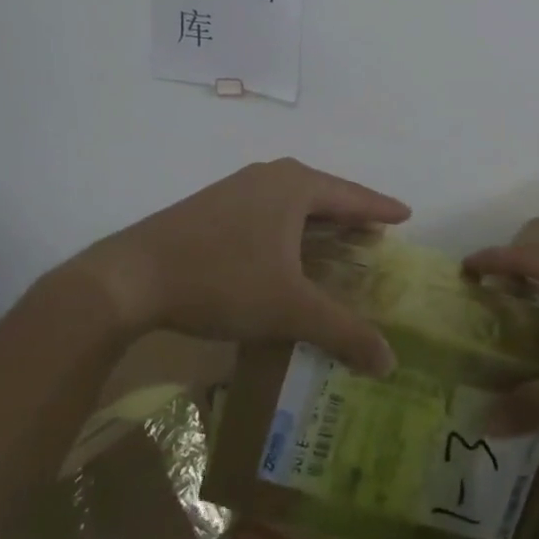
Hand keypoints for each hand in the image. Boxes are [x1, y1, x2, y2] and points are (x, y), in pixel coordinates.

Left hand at [84, 158, 408, 374]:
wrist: (132, 277)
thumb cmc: (223, 279)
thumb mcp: (289, 308)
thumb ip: (342, 331)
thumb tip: (390, 362)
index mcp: (295, 186)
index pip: (352, 195)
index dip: (381, 208)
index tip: (407, 214)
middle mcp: (269, 176)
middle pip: (324, 194)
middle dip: (351, 215)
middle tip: (376, 235)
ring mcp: (237, 188)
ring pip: (293, 203)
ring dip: (318, 223)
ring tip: (338, 243)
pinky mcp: (213, 206)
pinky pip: (268, 211)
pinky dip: (289, 229)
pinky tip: (286, 253)